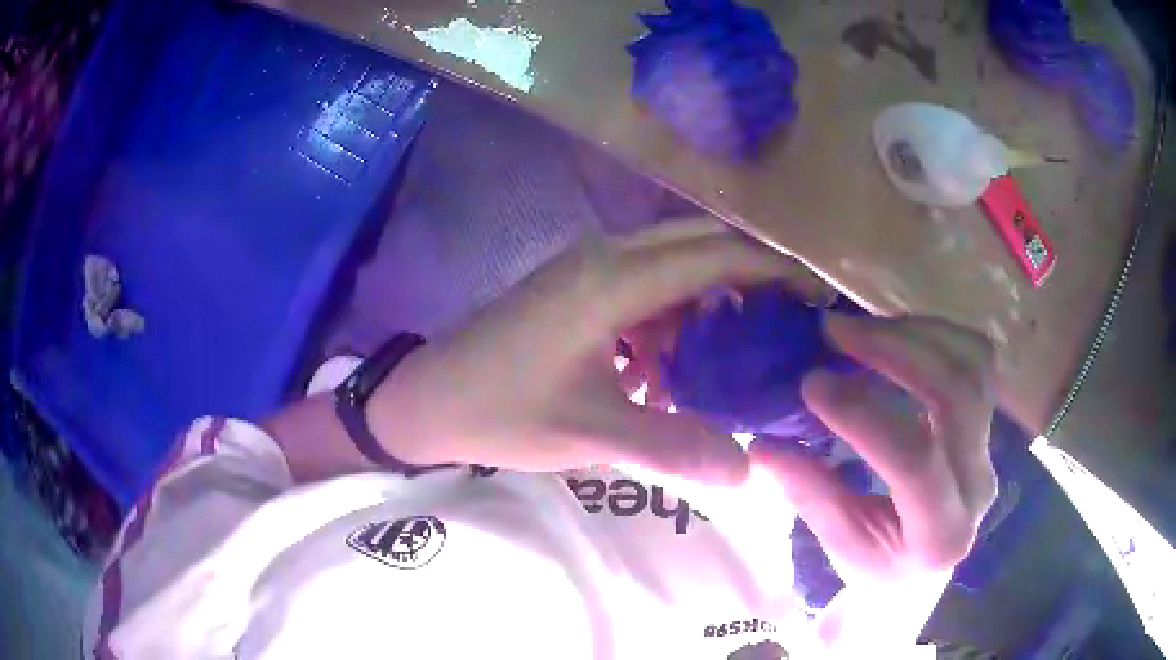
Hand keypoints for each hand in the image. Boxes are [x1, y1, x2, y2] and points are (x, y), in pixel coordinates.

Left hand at [367, 219, 814, 484]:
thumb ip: (672, 448)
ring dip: (710, 298)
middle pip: (700, 244)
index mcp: (614, 280)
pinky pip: (645, 285)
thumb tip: (747, 471)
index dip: (774, 269)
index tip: (817, 294)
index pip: (716, 255)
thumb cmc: (502, 411)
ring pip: (674, 263)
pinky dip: (673, 316)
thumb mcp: (589, 434)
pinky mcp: (576, 284)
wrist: (428, 399)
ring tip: (738, 351)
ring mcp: (588, 265)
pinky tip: (672, 367)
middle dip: (752, 274)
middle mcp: (607, 256)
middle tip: (791, 320)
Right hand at [750, 314, 996, 645]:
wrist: (924, 570)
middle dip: (896, 351)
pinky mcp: (988, 424)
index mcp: (941, 534)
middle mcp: (978, 486)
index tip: (811, 384)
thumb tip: (761, 445)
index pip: (915, 463)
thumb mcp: (839, 544)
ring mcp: (990, 449)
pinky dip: (935, 334)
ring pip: (974, 365)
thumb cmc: (877, 567)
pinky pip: (976, 359)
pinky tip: (896, 333)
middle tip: (837, 331)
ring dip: (917, 333)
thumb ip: (809, 493)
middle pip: (958, 395)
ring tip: (864, 327)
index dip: (865, 416)